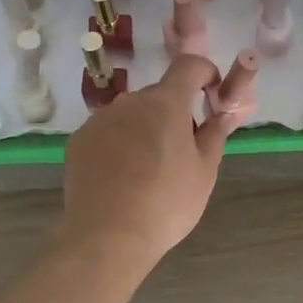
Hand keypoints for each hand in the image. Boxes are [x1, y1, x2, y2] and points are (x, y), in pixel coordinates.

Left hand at [57, 55, 244, 268]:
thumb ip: (215, 134)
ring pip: (131, 114)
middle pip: (159, 95)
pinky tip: (121, 177)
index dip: (204, 72)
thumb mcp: (204, 171)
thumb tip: (222, 113)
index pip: (188, 65)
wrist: (107, 237)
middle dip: (174, 113)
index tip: (211, 95)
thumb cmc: (166, 203)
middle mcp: (130, 101)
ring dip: (144, 128)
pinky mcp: (79, 140)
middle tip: (182, 150)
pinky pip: (107, 132)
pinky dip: (119, 144)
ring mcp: (99, 120)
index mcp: (165, 103)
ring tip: (147, 169)